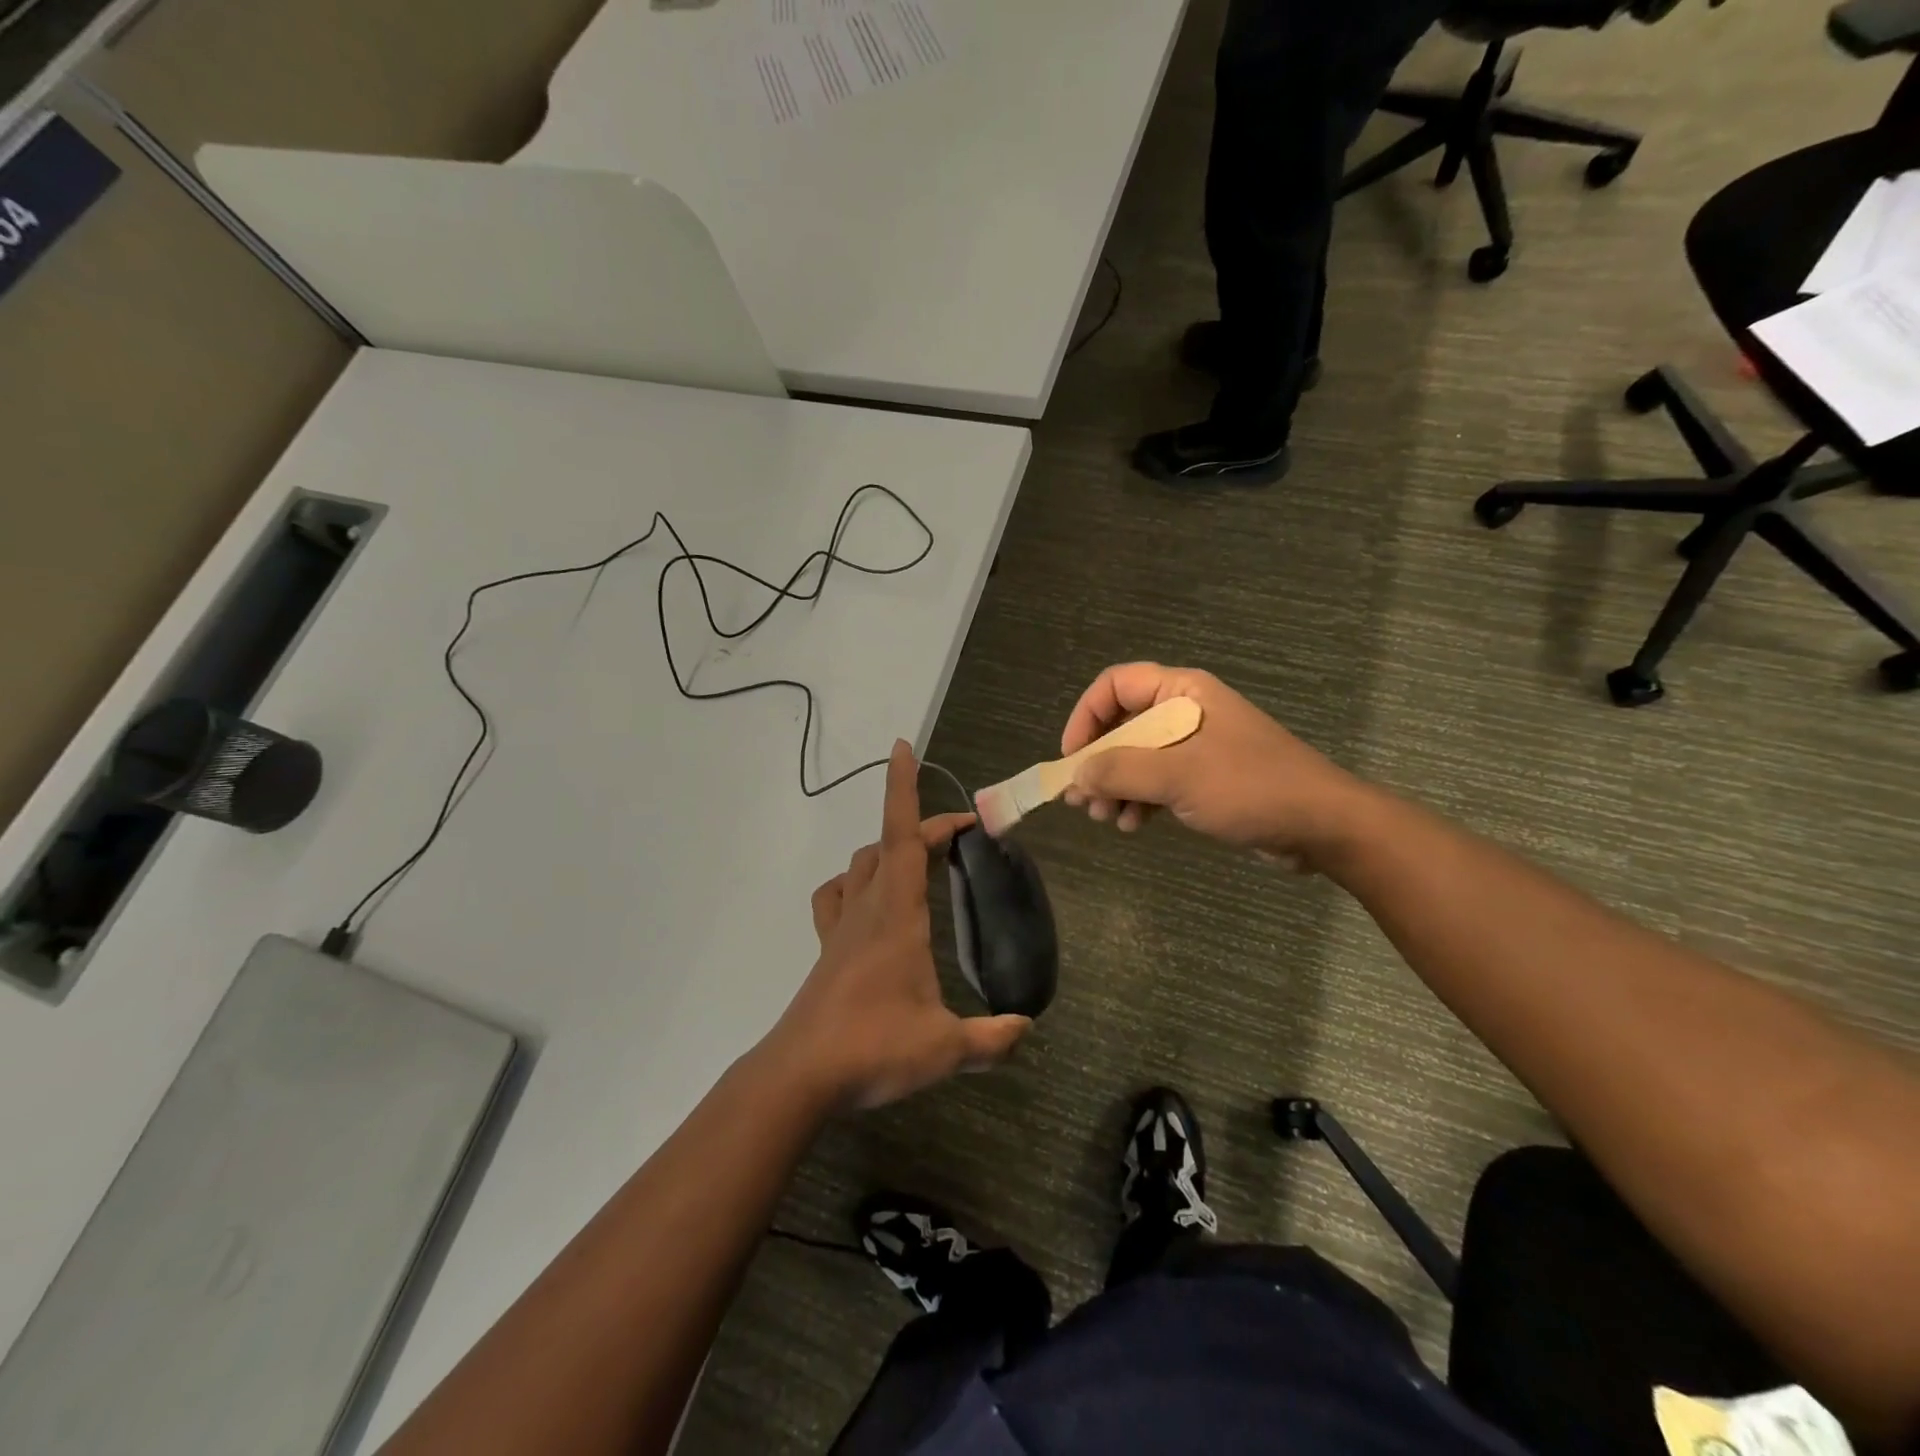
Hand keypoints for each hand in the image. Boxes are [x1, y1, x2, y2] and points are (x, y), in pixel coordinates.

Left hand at [763, 741, 1031, 1109]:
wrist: (800, 1076)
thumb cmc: (873, 1048)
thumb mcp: (945, 1048)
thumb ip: (991, 1038)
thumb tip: (1026, 1028)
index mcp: (897, 915)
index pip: (902, 836)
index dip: (903, 789)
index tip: (903, 749)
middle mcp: (867, 909)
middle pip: (888, 844)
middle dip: (922, 827)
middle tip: (958, 836)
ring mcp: (841, 928)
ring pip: (859, 865)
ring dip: (887, 851)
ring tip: (916, 863)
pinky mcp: (827, 951)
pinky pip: (834, 898)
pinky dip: (852, 885)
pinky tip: (866, 903)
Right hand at [1060, 663, 1371, 868]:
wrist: (1323, 826)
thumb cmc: (1251, 787)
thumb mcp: (1179, 776)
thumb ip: (1120, 771)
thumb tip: (1076, 776)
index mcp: (1182, 693)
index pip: (1115, 686)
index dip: (1085, 717)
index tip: (1072, 758)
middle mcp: (1185, 712)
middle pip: (1122, 725)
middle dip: (1098, 762)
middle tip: (1082, 800)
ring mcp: (1196, 746)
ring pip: (1136, 758)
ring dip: (1115, 787)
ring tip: (1105, 819)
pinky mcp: (1205, 778)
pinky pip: (1157, 781)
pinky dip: (1139, 800)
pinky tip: (1133, 825)